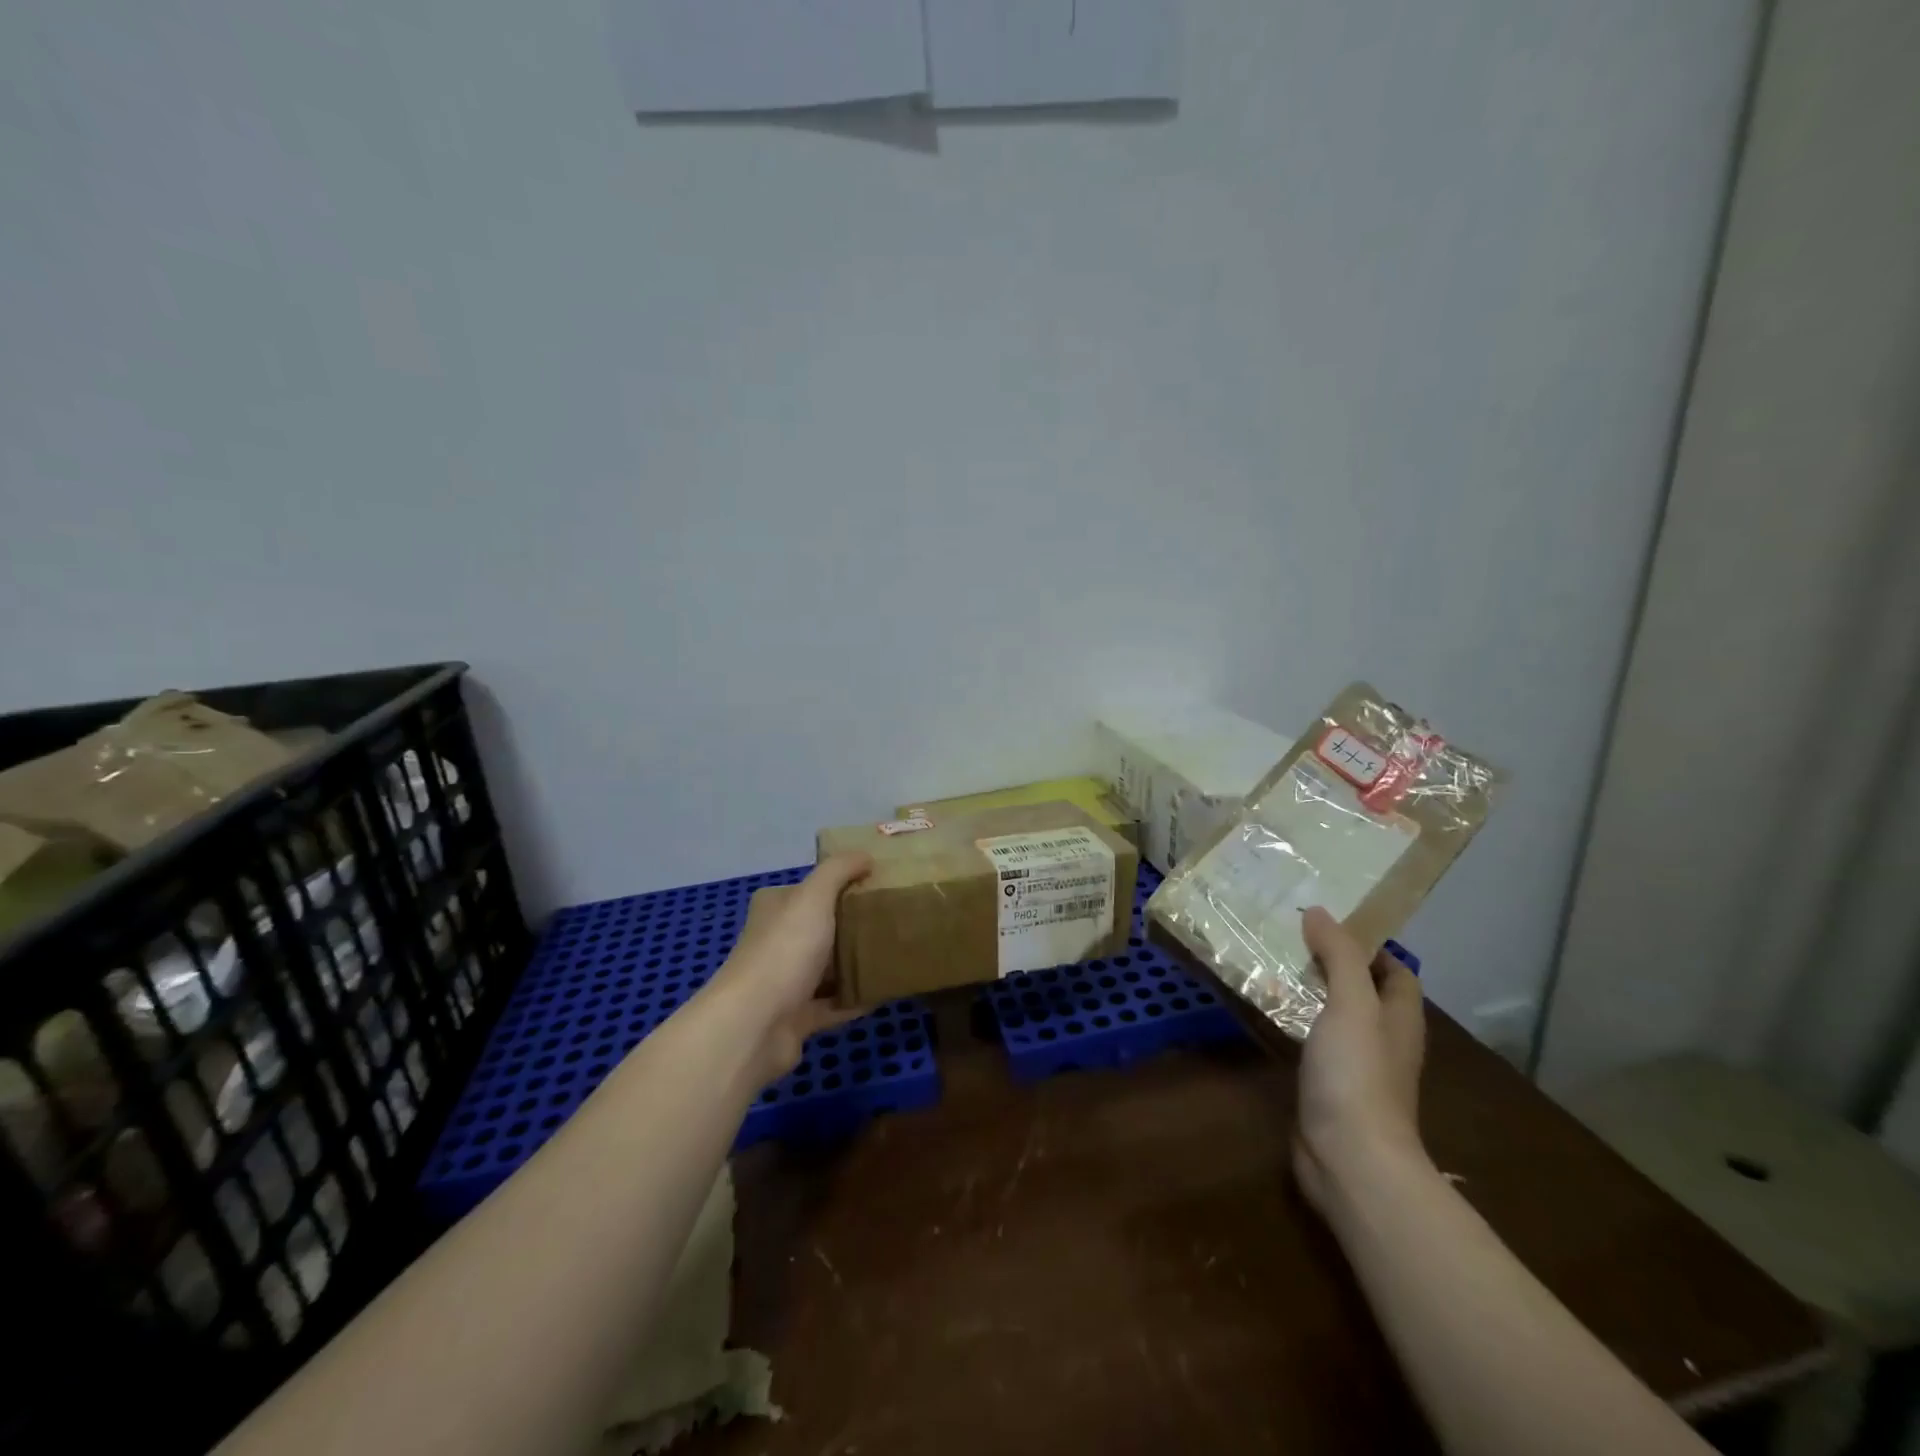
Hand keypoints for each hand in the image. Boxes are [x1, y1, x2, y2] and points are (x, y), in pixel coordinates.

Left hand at [706, 853, 871, 1082]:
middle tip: (893, 919)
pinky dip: (857, 999)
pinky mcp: (796, 1018)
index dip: (840, 884)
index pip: (809, 890)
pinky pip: (834, 1005)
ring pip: (828, 968)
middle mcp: (775, 942)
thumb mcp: (814, 896)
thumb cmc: (785, 950)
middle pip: (821, 929)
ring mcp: (784, 983)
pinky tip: (886, 991)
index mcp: (774, 909)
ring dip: (856, 964)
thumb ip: (839, 870)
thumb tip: (866, 855)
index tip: (877, 885)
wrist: (756, 1024)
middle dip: (853, 926)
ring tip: (895, 953)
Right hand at [1293, 906, 1426, 1211]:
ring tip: (1269, 963)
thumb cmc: (1358, 1074)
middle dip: (1332, 963)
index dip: (1371, 945)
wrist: (1349, 1157)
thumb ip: (1339, 956)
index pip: (1397, 972)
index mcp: (1400, 1019)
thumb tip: (1319, 912)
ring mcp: (1355, 1066)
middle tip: (1289, 936)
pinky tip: (1264, 1010)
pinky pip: (1311, 1041)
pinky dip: (1293, 1021)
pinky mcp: (1327, 1087)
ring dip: (1308, 992)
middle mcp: (1383, 1040)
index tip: (1330, 921)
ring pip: (1333, 1016)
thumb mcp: (1352, 1004)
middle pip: (1363, 992)